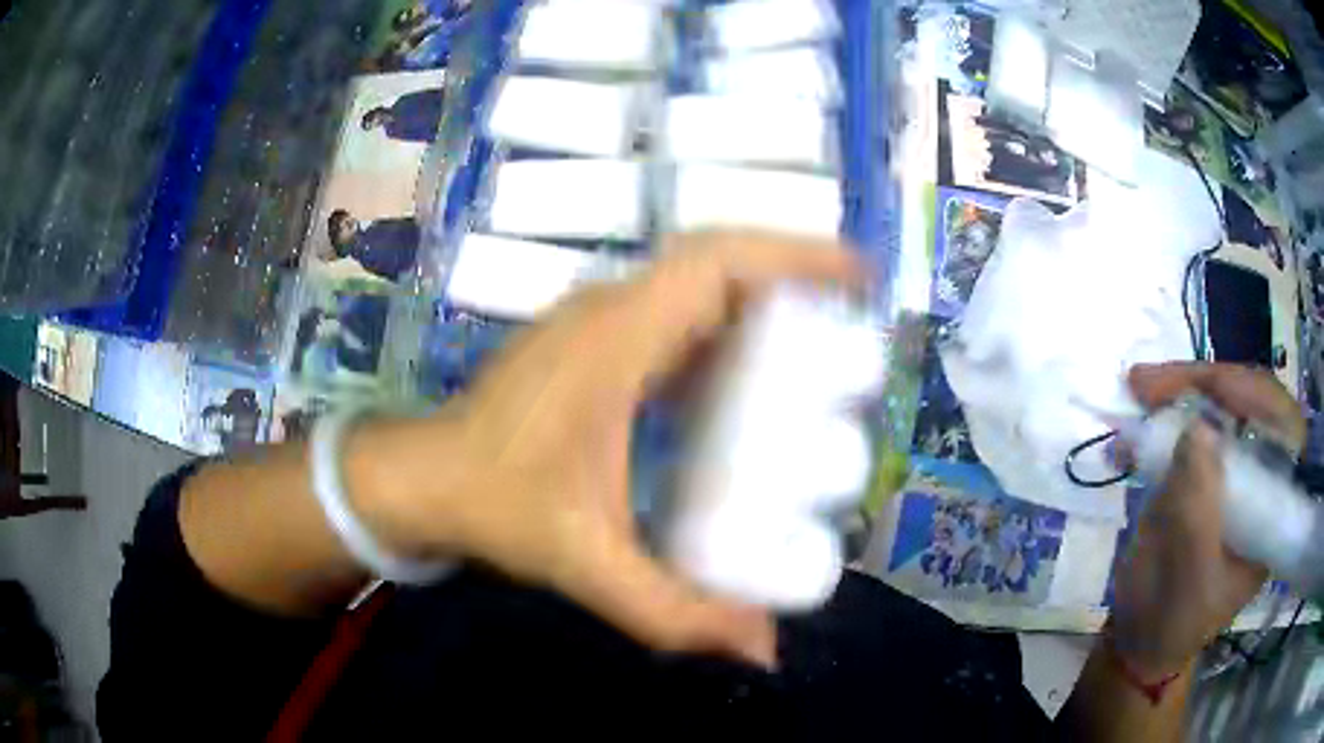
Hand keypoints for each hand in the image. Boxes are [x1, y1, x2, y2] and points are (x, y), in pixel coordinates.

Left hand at [361, 232, 861, 667]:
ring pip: (692, 281)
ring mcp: (594, 321)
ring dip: (757, 295)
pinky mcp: (589, 340)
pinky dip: (722, 323)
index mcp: (614, 341)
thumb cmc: (494, 507)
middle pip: (713, 261)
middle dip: (791, 274)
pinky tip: (746, 371)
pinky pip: (672, 311)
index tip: (856, 272)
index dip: (793, 254)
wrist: (422, 480)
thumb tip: (762, 651)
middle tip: (850, 318)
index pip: (713, 263)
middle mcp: (607, 312)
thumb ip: (675, 613)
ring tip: (816, 338)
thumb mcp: (588, 563)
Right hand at [1112, 362, 1305, 677]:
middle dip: (1206, 385)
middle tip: (1152, 382)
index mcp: (1274, 510)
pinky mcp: (1209, 468)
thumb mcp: (1187, 577)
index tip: (1211, 388)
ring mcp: (1235, 469)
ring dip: (1180, 391)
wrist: (1142, 639)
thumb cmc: (1172, 621)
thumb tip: (1197, 429)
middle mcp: (1263, 478)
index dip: (1255, 397)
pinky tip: (1137, 419)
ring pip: (1221, 404)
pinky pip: (1195, 422)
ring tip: (1138, 388)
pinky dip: (1166, 413)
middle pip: (1251, 403)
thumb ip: (1197, 508)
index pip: (1284, 428)